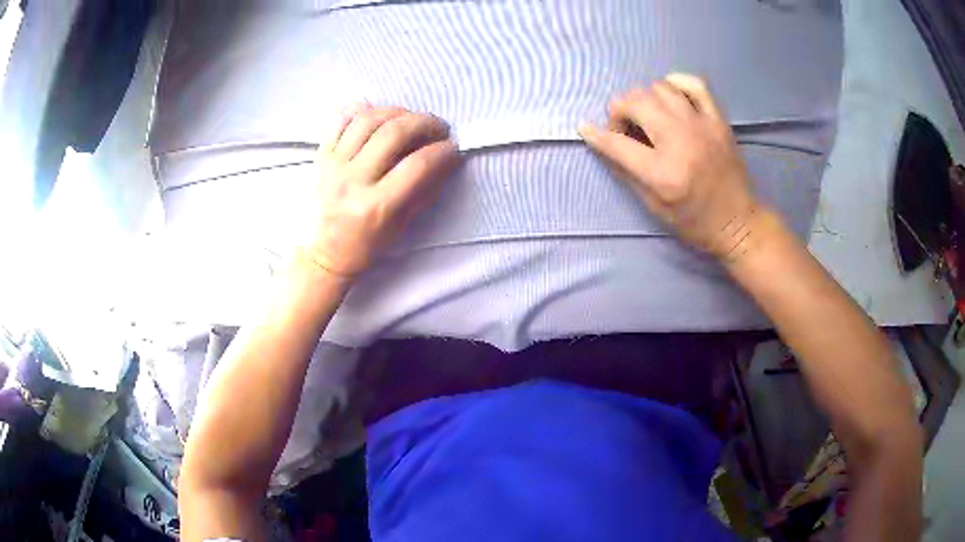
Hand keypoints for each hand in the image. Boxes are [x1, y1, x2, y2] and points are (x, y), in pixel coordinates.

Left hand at [304, 104, 459, 276]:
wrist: (326, 252)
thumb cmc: (368, 243)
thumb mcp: (403, 225)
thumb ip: (425, 189)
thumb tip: (448, 158)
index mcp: (376, 206)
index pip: (417, 166)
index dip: (442, 151)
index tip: (453, 147)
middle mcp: (353, 181)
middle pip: (393, 134)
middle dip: (424, 123)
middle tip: (438, 127)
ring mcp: (334, 165)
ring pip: (368, 120)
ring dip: (397, 112)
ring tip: (411, 119)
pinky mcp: (322, 156)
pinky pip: (340, 120)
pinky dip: (361, 109)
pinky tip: (379, 113)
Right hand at [579, 74, 760, 260]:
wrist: (738, 222)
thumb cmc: (694, 221)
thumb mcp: (653, 206)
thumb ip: (626, 171)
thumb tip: (604, 143)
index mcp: (663, 173)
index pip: (617, 143)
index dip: (596, 134)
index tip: (585, 128)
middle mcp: (681, 142)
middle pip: (636, 102)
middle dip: (620, 111)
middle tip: (626, 128)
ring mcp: (702, 126)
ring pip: (660, 88)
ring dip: (646, 99)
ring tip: (650, 116)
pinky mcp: (718, 120)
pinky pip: (694, 83)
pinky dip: (676, 83)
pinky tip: (671, 95)